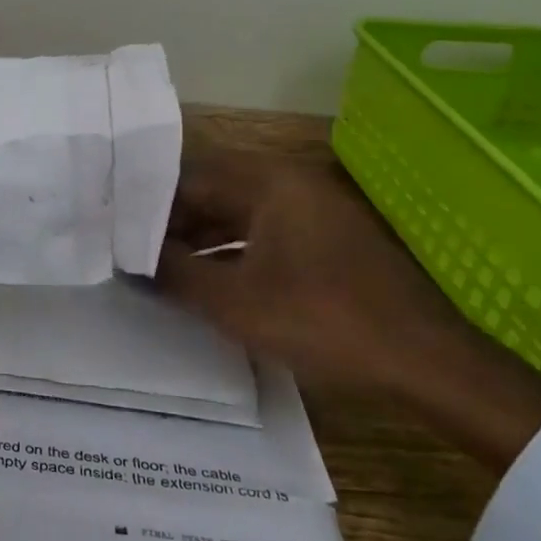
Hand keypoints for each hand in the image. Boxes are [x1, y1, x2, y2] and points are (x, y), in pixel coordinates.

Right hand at [156, 146, 540, 472]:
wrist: (427, 362)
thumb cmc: (323, 322)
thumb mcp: (235, 303)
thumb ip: (174, 275)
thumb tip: (127, 261)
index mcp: (268, 182)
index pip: (188, 177)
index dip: (146, 204)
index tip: (113, 227)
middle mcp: (289, 183)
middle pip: (212, 192)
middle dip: (170, 222)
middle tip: (128, 250)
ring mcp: (311, 211)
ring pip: (236, 214)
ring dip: (198, 239)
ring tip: (156, 267)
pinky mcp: (325, 240)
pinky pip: (262, 233)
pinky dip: (230, 251)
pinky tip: (205, 280)